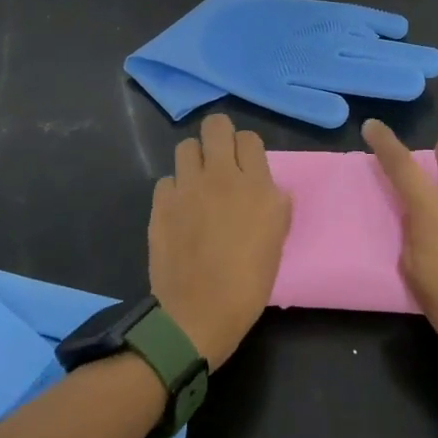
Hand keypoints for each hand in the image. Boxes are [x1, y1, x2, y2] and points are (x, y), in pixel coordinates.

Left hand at [148, 113, 290, 368]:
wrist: (199, 312)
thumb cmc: (248, 283)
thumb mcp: (276, 242)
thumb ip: (275, 207)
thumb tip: (271, 191)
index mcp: (257, 186)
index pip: (249, 138)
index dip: (247, 150)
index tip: (246, 167)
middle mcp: (221, 177)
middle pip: (216, 126)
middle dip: (218, 136)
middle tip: (220, 160)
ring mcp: (187, 187)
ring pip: (186, 146)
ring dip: (194, 159)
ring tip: (197, 183)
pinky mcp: (161, 203)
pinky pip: (167, 180)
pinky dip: (174, 189)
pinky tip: (179, 210)